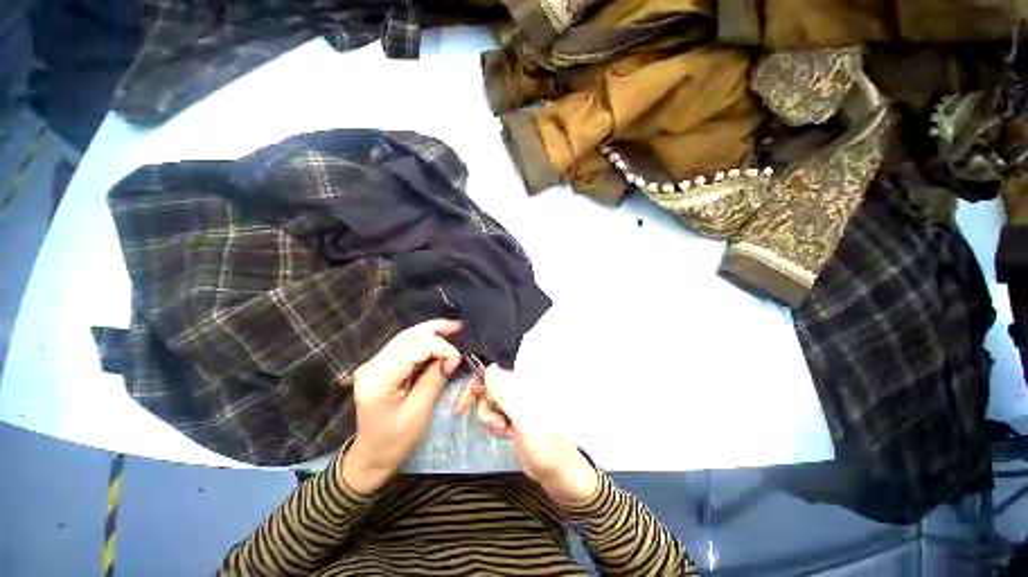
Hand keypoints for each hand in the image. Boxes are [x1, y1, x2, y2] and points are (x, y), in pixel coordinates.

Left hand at [340, 319, 461, 494]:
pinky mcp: (380, 367)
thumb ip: (435, 379)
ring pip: (405, 338)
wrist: (370, 457)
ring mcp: (373, 365)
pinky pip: (404, 348)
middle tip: (458, 326)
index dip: (440, 347)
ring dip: (430, 333)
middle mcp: (372, 366)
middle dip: (435, 329)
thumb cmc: (395, 441)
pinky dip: (423, 343)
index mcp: (379, 379)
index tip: (458, 357)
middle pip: (407, 337)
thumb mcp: (419, 412)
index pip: (414, 349)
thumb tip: (453, 356)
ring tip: (452, 330)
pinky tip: (438, 341)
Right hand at [454, 365, 598, 504]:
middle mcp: (520, 389)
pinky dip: (496, 425)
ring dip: (491, 418)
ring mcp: (517, 405)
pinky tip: (507, 435)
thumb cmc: (545, 444)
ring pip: (490, 404)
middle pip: (488, 388)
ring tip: (505, 431)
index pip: (494, 371)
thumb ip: (505, 392)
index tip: (462, 405)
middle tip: (495, 423)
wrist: (559, 473)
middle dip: (485, 406)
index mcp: (525, 382)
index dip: (476, 384)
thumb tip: (489, 367)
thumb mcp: (523, 417)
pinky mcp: (515, 419)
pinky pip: (496, 416)